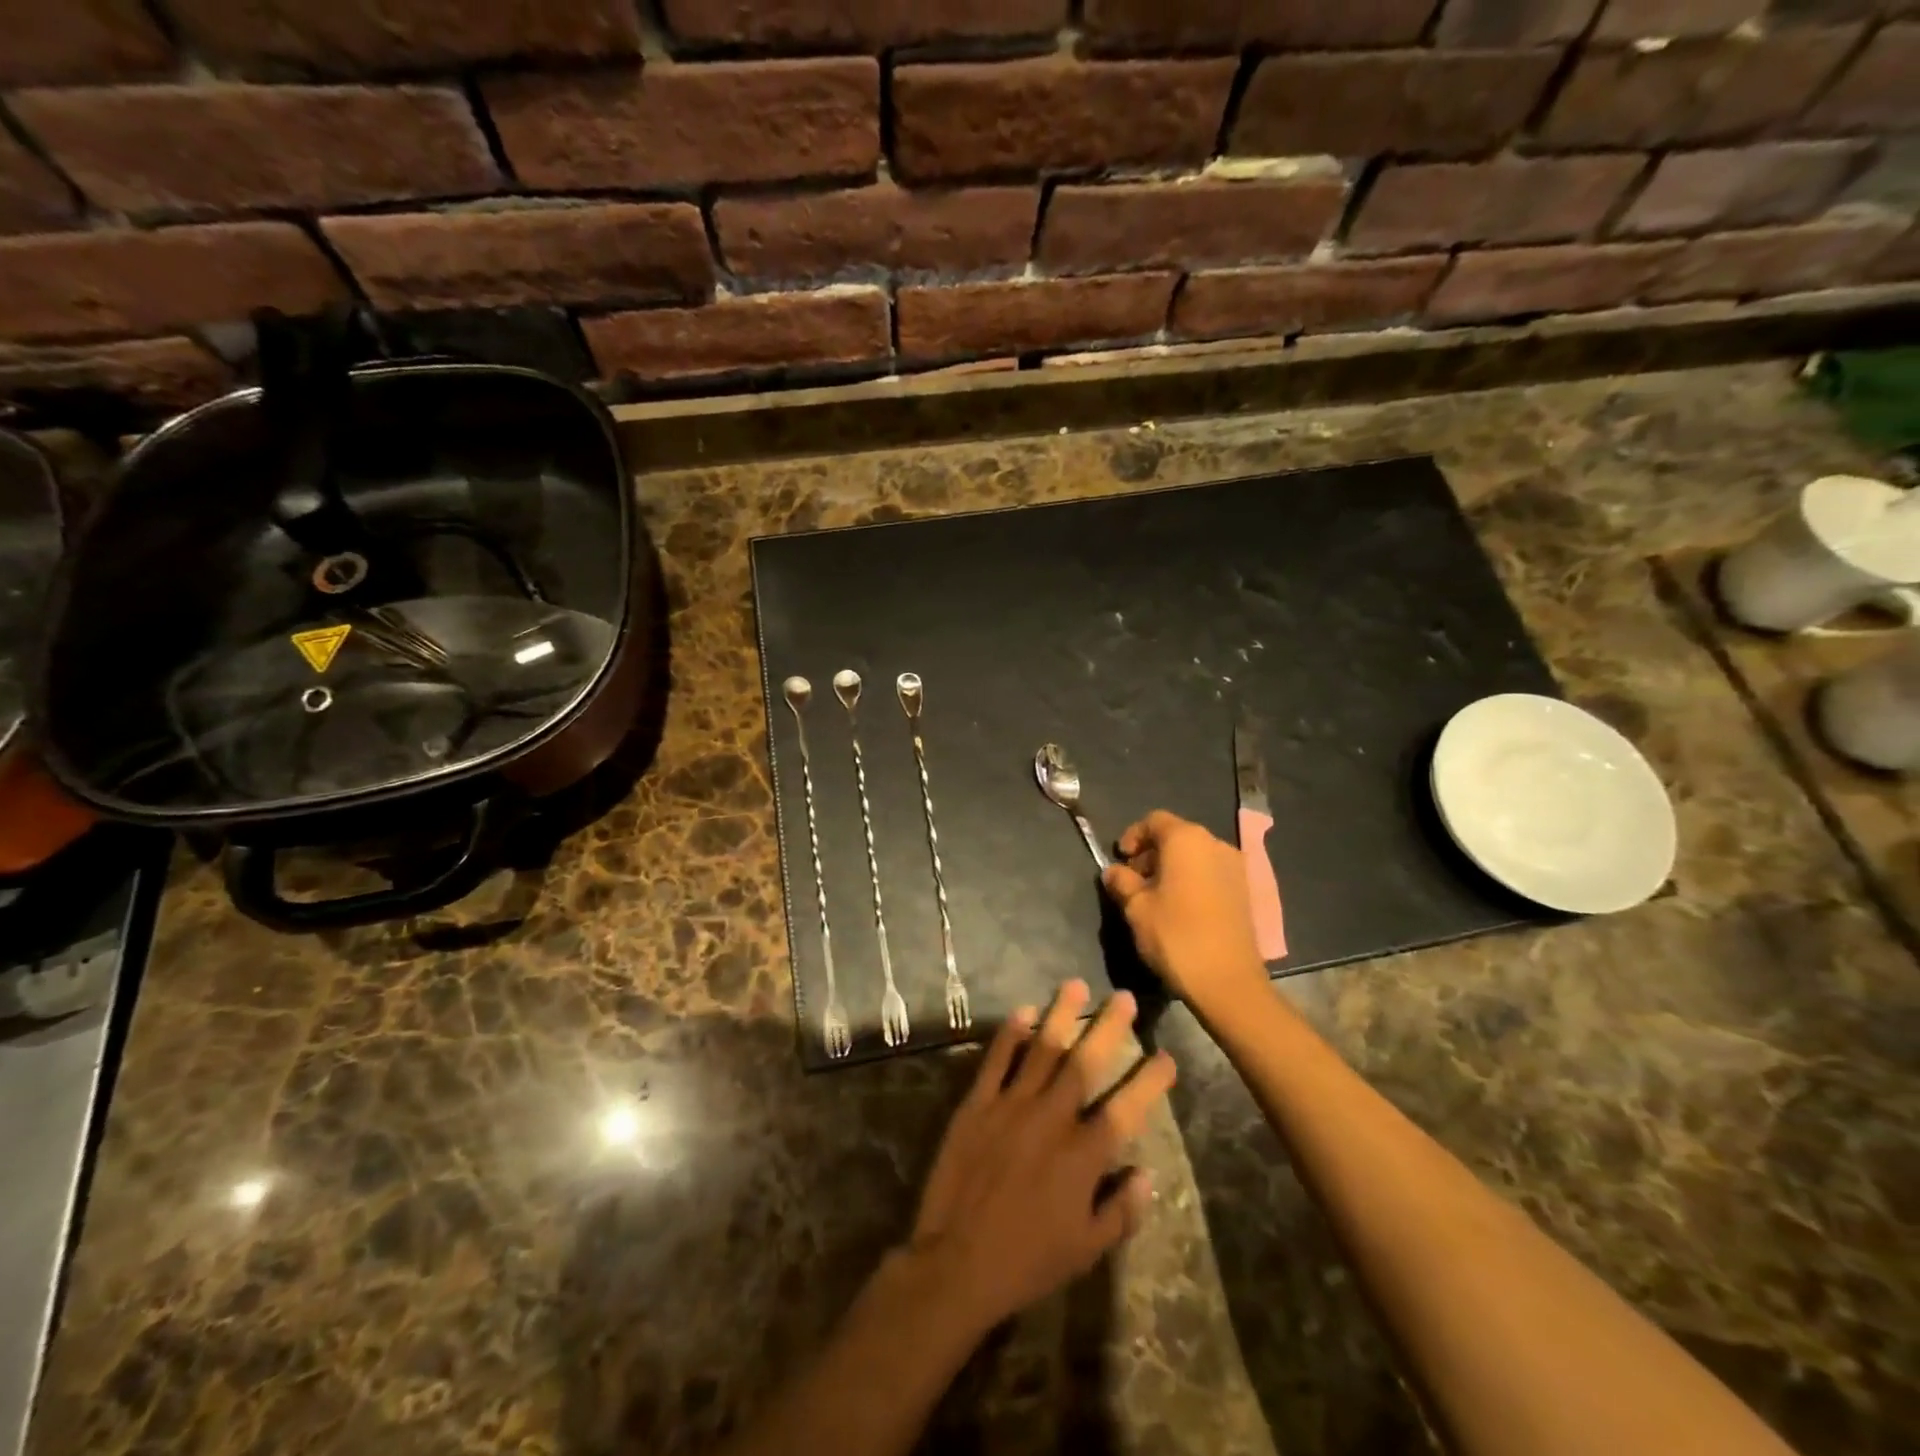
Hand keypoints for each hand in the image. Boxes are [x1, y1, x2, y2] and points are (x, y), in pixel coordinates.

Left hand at [907, 981, 1175, 1333]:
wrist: (956, 1262)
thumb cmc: (1027, 1260)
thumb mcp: (1086, 1249)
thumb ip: (1121, 1211)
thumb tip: (1147, 1173)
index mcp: (1082, 1156)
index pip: (1126, 1108)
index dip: (1149, 1081)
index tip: (1166, 1055)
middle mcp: (1051, 1119)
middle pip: (1085, 1063)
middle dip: (1108, 1028)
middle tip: (1123, 997)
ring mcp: (1011, 1106)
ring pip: (1042, 1050)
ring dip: (1061, 1015)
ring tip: (1075, 984)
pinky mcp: (977, 1104)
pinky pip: (996, 1060)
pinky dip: (1010, 1034)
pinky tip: (1023, 1011)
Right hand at [1102, 810, 1269, 1011]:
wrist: (1228, 981)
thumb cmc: (1176, 936)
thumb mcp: (1136, 908)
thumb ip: (1121, 882)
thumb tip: (1113, 871)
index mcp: (1186, 839)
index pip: (1154, 820)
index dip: (1132, 836)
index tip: (1120, 860)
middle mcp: (1215, 844)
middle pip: (1176, 835)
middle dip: (1151, 853)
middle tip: (1134, 881)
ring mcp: (1235, 867)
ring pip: (1195, 855)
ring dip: (1172, 867)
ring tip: (1155, 897)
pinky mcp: (1245, 891)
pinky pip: (1211, 872)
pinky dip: (1192, 880)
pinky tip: (1180, 908)